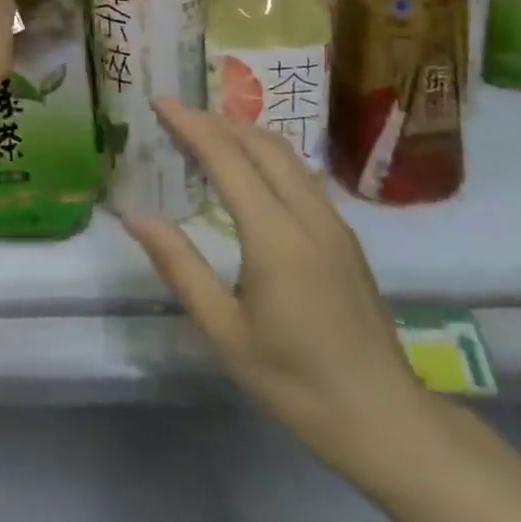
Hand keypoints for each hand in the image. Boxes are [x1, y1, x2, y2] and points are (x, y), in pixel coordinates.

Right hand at [124, 101, 432, 478]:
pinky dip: (264, 155)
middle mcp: (309, 217)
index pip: (228, 158)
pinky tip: (245, 171)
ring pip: (286, 155)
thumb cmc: (294, 381)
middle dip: (215, 121)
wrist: (384, 419)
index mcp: (276, 237)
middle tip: (173, 117)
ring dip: (242, 133)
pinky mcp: (344, 237)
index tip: (159, 102)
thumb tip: (136, 217)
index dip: (191, 125)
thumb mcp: (224, 331)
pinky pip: (301, 174)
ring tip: (203, 135)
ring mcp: (334, 224)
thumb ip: (179, 267)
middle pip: (261, 144)